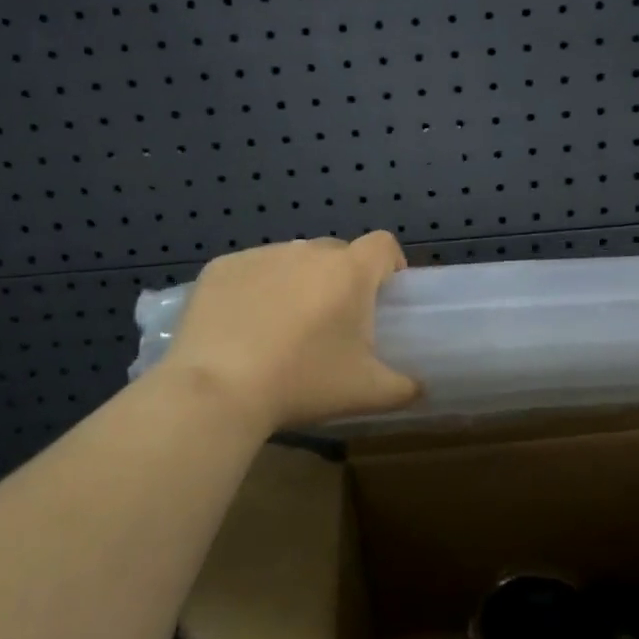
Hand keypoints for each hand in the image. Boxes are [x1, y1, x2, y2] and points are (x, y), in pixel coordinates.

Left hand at [156, 232, 420, 432]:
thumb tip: (421, 386)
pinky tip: (241, 327)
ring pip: (292, 261)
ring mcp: (261, 255)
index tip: (383, 295)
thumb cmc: (302, 383)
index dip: (389, 265)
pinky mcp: (221, 267)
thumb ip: (404, 386)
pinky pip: (250, 270)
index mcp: (349, 272)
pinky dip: (254, 289)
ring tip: (281, 328)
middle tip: (330, 323)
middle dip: (340, 279)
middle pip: (336, 254)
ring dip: (297, 283)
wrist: (217, 390)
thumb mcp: (367, 393)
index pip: (383, 245)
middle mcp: (307, 251)